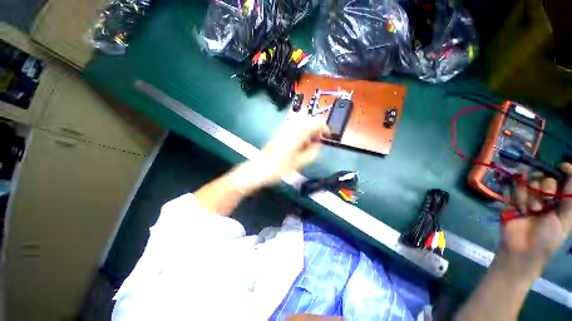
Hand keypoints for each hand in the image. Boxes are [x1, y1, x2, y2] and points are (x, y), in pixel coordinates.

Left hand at [233, 115, 328, 193]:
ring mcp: (284, 128)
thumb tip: (318, 145)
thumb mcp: (299, 163)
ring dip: (309, 129)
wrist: (260, 168)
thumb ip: (312, 153)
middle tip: (318, 141)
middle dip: (316, 128)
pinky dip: (301, 131)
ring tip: (310, 142)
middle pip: (309, 119)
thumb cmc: (279, 168)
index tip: (327, 137)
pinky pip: (294, 126)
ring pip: (302, 121)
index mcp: (296, 135)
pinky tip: (300, 142)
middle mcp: (290, 128)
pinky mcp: (280, 131)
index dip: (324, 127)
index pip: (315, 122)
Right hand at [501, 163, 571, 276]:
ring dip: (529, 196)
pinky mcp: (514, 197)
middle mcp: (546, 193)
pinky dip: (518, 197)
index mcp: (561, 198)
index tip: (562, 167)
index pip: (563, 176)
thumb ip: (571, 195)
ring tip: (529, 211)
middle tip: (542, 207)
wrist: (522, 248)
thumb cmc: (548, 236)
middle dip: (544, 189)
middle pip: (545, 177)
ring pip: (529, 181)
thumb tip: (569, 167)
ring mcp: (529, 195)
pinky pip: (515, 187)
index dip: (564, 170)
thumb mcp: (565, 219)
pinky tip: (519, 209)